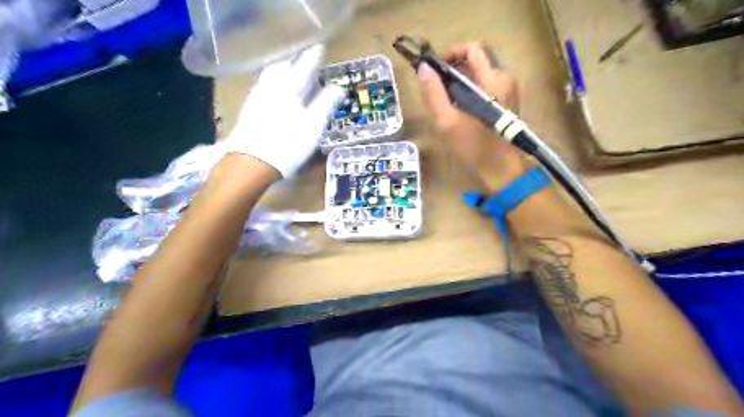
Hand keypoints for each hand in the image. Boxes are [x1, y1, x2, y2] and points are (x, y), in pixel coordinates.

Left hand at [226, 46, 343, 179]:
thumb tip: (338, 88)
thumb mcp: (313, 126)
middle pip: (282, 66)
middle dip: (293, 59)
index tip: (320, 48)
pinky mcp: (249, 109)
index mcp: (289, 90)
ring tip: (288, 66)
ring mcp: (258, 97)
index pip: (304, 67)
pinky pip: (262, 85)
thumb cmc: (288, 144)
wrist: (252, 162)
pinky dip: (271, 79)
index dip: (313, 58)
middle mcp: (271, 88)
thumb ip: (325, 104)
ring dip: (281, 67)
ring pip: (270, 74)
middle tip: (302, 56)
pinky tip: (273, 86)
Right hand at [417, 40, 528, 192]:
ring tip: (445, 104)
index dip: (451, 53)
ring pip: (479, 75)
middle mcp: (504, 79)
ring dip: (459, 83)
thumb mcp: (447, 122)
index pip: (472, 48)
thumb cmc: (475, 148)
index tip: (435, 70)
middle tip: (437, 89)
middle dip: (453, 70)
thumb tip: (423, 68)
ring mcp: (507, 92)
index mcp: (493, 80)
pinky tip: (458, 112)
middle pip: (475, 61)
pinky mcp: (505, 104)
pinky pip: (484, 88)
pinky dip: (469, 92)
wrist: (502, 172)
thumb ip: (434, 93)